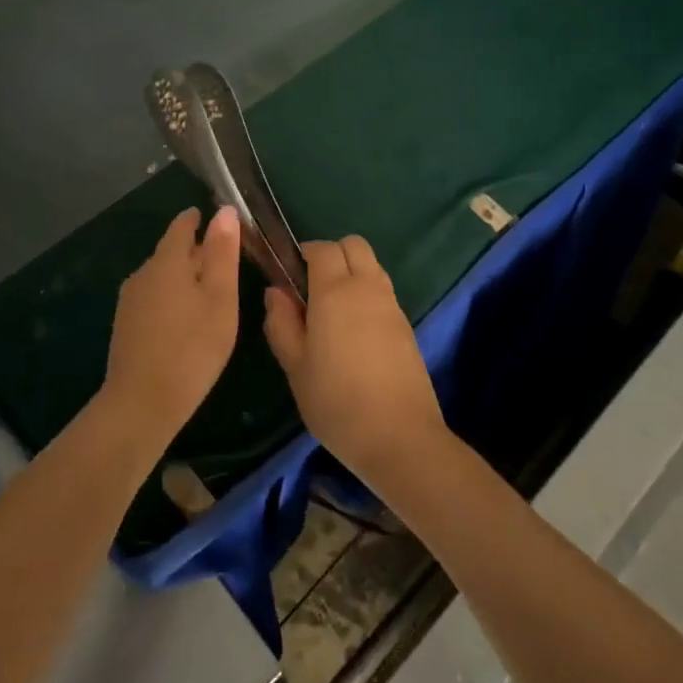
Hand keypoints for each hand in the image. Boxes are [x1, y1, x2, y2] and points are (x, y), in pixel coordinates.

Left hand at [101, 205, 241, 439]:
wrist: (141, 404)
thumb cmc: (192, 348)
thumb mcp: (220, 299)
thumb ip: (223, 253)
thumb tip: (224, 210)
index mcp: (166, 262)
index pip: (182, 226)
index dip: (199, 219)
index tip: (218, 219)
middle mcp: (143, 274)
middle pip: (171, 251)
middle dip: (196, 250)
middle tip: (225, 259)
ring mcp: (130, 301)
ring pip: (162, 276)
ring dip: (184, 276)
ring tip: (211, 290)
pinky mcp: (126, 325)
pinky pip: (154, 297)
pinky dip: (172, 297)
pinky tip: (186, 318)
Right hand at [263, 236, 445, 489]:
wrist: (399, 437)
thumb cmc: (336, 401)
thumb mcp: (295, 366)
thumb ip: (281, 323)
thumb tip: (276, 292)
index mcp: (335, 291)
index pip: (322, 248)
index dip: (303, 253)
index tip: (289, 276)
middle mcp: (367, 287)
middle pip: (354, 245)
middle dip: (332, 254)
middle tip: (311, 288)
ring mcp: (391, 305)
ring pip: (372, 265)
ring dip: (352, 272)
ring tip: (332, 311)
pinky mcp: (406, 325)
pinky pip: (383, 290)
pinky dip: (367, 294)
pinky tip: (354, 331)